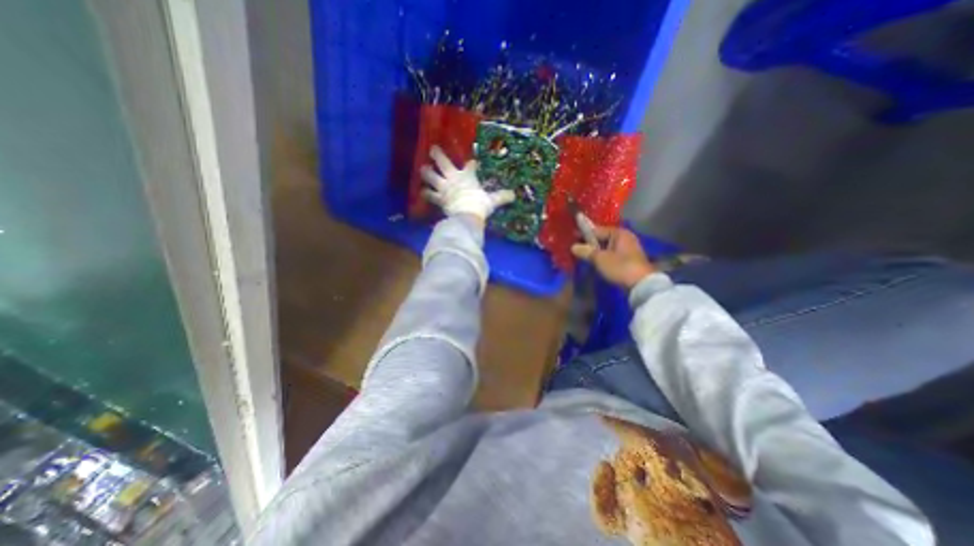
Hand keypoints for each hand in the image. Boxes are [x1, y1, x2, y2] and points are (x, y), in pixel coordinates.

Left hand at [421, 148, 517, 220]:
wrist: (467, 215)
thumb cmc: (479, 205)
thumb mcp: (492, 201)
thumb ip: (501, 197)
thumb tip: (514, 195)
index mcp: (468, 176)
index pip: (470, 166)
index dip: (472, 164)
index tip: (473, 163)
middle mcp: (453, 178)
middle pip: (444, 163)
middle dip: (438, 155)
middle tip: (432, 149)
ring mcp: (444, 188)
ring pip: (432, 176)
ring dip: (427, 172)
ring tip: (422, 168)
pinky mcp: (439, 199)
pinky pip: (430, 195)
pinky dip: (426, 194)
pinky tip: (421, 192)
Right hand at [572, 224, 653, 289]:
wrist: (641, 285)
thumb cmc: (620, 267)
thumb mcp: (600, 259)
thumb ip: (586, 251)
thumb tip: (573, 247)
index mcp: (619, 233)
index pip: (598, 230)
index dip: (584, 233)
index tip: (572, 236)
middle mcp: (625, 238)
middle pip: (603, 238)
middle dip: (590, 243)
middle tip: (576, 247)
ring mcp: (628, 249)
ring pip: (607, 247)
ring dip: (596, 251)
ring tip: (583, 255)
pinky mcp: (628, 260)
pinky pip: (611, 254)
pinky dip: (603, 257)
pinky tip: (595, 262)